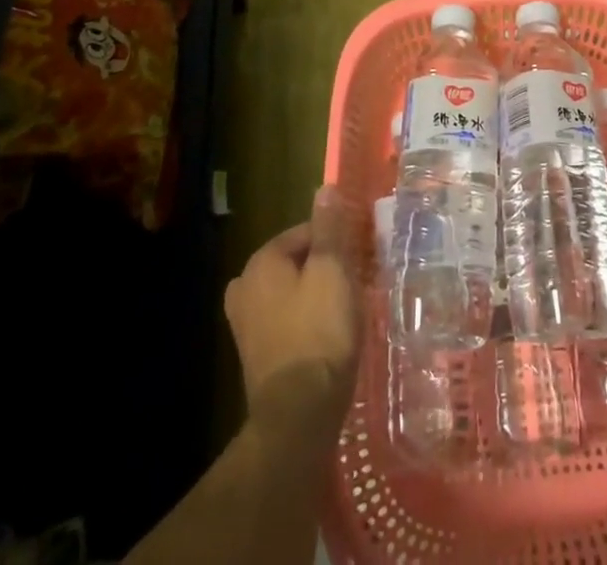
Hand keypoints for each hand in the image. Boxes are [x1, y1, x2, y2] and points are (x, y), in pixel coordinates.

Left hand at [224, 186, 358, 445]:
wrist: (298, 417)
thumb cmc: (319, 332)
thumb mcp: (333, 271)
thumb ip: (329, 229)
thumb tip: (324, 189)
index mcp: (261, 262)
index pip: (306, 232)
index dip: (337, 240)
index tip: (362, 255)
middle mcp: (244, 287)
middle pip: (297, 261)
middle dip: (326, 267)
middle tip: (357, 281)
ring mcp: (245, 324)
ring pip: (292, 291)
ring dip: (318, 294)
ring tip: (348, 308)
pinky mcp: (255, 355)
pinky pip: (287, 320)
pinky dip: (307, 320)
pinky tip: (330, 335)